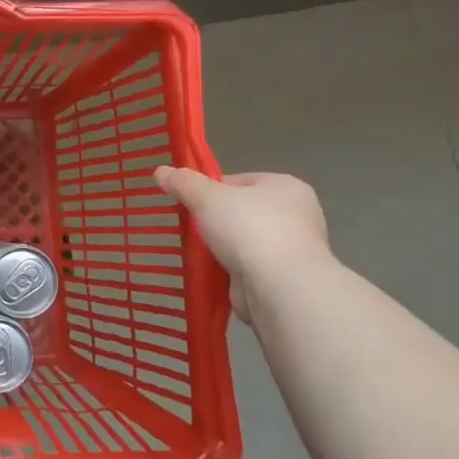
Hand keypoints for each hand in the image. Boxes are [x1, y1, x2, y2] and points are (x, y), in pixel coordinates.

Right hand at [153, 167, 330, 319]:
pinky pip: (249, 267)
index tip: (191, 203)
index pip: (240, 180)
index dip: (211, 189)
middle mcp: (297, 214)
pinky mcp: (285, 278)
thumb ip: (184, 182)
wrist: (279, 287)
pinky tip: (213, 273)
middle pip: (242, 211)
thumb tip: (161, 171)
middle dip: (216, 221)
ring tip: (198, 253)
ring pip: (244, 241)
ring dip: (223, 248)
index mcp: (286, 186)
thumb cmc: (249, 229)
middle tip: (192, 229)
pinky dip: (231, 270)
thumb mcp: (207, 197)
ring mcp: (293, 249)